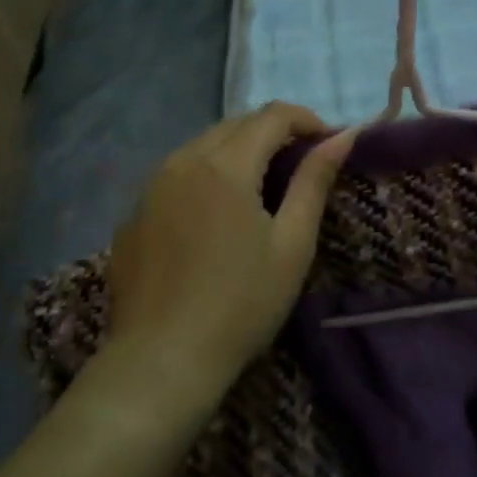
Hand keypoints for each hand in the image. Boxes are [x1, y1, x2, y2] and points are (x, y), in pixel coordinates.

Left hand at [107, 103, 356, 388]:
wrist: (162, 360)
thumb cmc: (241, 304)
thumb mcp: (292, 244)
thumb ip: (314, 182)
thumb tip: (342, 136)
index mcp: (225, 165)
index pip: (272, 115)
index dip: (306, 120)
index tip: (328, 145)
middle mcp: (182, 161)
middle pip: (236, 124)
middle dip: (273, 133)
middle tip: (300, 165)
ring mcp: (151, 186)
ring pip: (202, 145)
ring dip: (238, 151)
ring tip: (262, 187)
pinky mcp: (134, 213)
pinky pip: (177, 174)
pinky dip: (206, 175)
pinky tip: (215, 215)